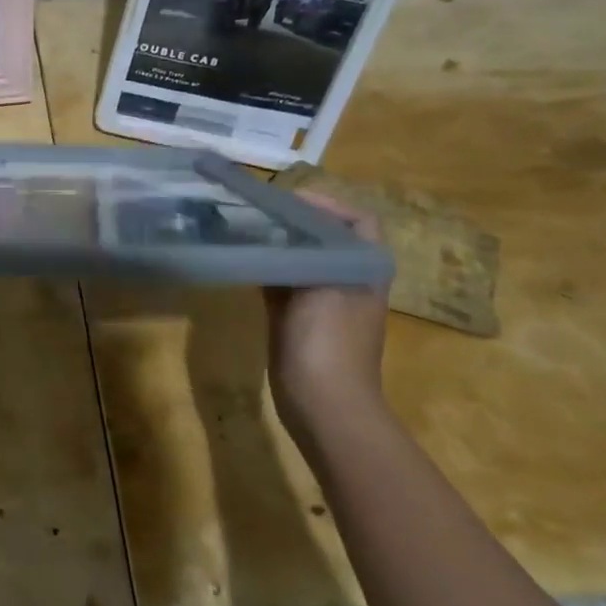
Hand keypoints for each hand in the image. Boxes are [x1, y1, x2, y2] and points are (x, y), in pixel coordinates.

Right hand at [263, 192, 389, 441]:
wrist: (325, 405)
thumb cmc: (329, 344)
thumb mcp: (320, 288)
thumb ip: (300, 254)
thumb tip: (272, 228)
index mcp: (364, 270)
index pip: (357, 221)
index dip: (328, 204)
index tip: (288, 200)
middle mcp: (346, 279)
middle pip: (323, 237)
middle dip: (293, 221)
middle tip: (257, 211)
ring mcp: (321, 301)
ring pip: (299, 258)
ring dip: (276, 244)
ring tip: (244, 229)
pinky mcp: (296, 318)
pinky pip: (281, 282)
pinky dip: (265, 268)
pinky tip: (241, 260)